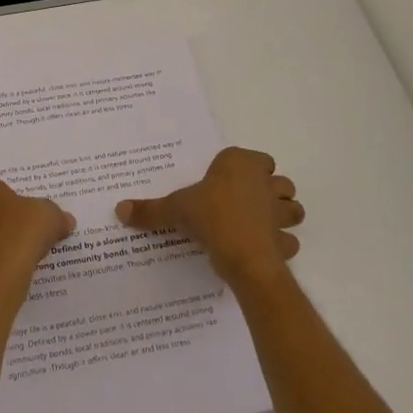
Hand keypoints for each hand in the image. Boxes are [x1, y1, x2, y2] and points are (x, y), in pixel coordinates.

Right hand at [116, 147, 303, 284]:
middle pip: (279, 181)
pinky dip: (282, 245)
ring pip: (293, 208)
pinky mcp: (285, 240)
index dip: (248, 169)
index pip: (257, 158)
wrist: (241, 254)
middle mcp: (265, 182)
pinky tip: (265, 250)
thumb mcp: (175, 209)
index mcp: (241, 163)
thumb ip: (150, 210)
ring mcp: (279, 212)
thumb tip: (119, 209)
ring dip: (284, 214)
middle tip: (248, 203)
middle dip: (271, 190)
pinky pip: (289, 241)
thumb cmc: (210, 216)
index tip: (231, 182)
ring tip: (262, 224)